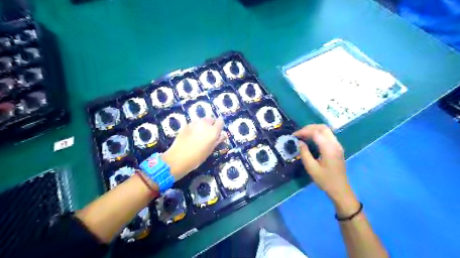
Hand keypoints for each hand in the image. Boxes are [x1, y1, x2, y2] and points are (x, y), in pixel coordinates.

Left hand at [161, 118, 225, 180]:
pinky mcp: (186, 125)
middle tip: (208, 134)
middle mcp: (205, 124)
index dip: (219, 126)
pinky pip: (194, 123)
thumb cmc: (198, 157)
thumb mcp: (210, 150)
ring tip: (199, 134)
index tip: (217, 133)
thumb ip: (218, 140)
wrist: (178, 158)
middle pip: (211, 119)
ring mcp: (195, 123)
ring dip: (203, 125)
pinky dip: (195, 127)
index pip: (220, 122)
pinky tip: (191, 135)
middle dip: (211, 124)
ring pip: (202, 120)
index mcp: (213, 131)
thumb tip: (224, 135)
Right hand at [295, 124, 358, 214]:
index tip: (294, 136)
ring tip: (303, 135)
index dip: (303, 131)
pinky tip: (311, 139)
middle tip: (298, 134)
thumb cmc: (325, 180)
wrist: (340, 189)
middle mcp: (335, 144)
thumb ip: (304, 153)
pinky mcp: (337, 147)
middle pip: (322, 127)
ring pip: (326, 130)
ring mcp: (337, 145)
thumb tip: (300, 142)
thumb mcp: (311, 168)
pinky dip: (318, 133)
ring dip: (313, 129)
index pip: (315, 133)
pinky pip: (327, 135)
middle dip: (309, 128)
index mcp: (329, 148)